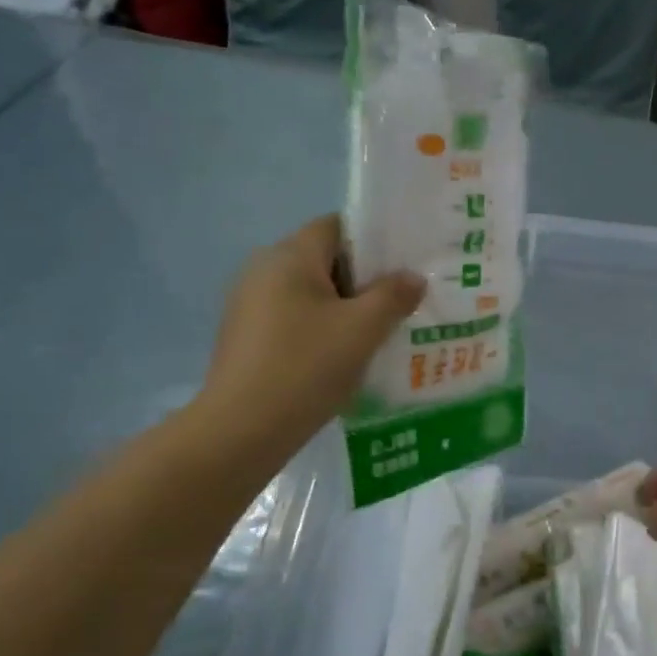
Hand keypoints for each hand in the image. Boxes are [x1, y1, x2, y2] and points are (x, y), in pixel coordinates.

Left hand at [193, 215, 423, 452]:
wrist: (243, 429)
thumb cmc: (307, 366)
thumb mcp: (363, 329)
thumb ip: (394, 296)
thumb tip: (413, 277)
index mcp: (290, 256)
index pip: (337, 226)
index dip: (374, 242)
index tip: (404, 268)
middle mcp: (263, 270)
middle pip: (324, 261)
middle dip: (364, 281)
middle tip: (401, 305)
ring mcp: (249, 305)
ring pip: (311, 294)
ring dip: (344, 310)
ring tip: (379, 335)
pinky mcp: (246, 337)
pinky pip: (294, 320)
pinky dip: (321, 331)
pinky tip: (343, 359)